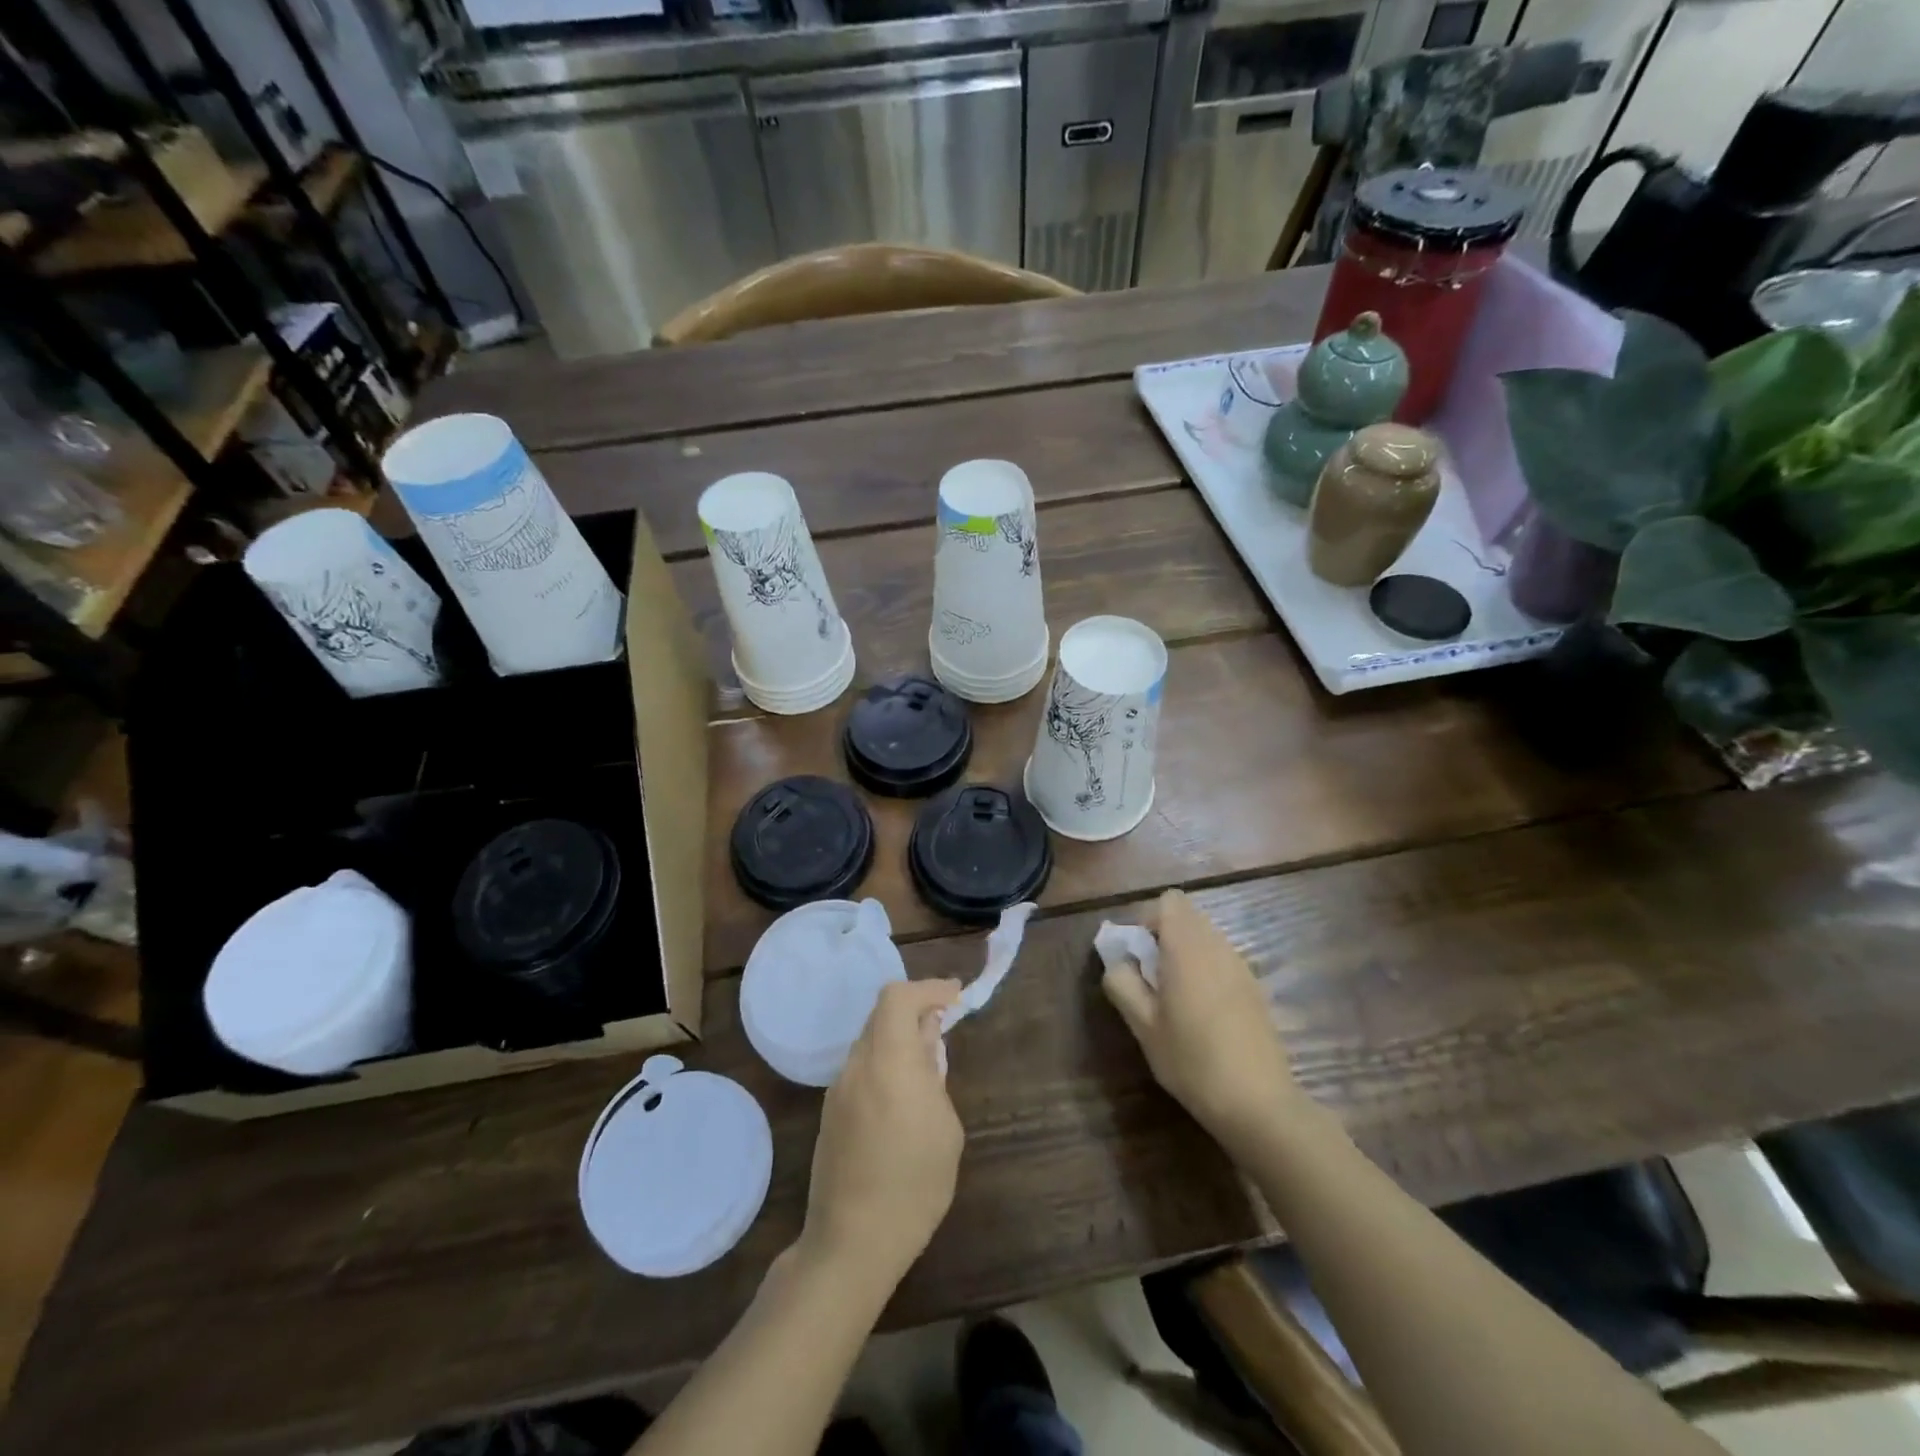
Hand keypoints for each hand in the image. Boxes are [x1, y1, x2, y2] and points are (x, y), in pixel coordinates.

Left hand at [800, 978, 964, 1287]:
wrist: (852, 1243)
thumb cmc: (913, 1185)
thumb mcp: (945, 1127)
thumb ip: (934, 1074)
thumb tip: (927, 1041)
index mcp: (888, 1061)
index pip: (898, 997)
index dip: (928, 988)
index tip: (955, 996)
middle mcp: (857, 1065)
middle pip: (882, 1014)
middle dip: (915, 1010)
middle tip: (944, 1026)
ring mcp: (838, 1089)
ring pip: (871, 1041)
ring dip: (899, 1038)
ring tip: (929, 1066)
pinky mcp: (831, 1112)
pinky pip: (862, 1068)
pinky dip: (885, 1063)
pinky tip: (903, 1097)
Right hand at [1101, 889, 1296, 1147]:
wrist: (1259, 1103)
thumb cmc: (1191, 1060)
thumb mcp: (1142, 1026)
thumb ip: (1122, 983)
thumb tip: (1118, 962)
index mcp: (1187, 947)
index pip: (1169, 901)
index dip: (1148, 920)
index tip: (1139, 956)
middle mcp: (1218, 946)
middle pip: (1188, 916)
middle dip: (1165, 937)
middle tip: (1152, 979)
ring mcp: (1242, 966)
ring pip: (1206, 938)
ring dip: (1186, 954)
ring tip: (1176, 999)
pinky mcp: (1256, 988)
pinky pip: (1223, 960)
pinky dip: (1207, 971)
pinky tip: (1204, 1015)